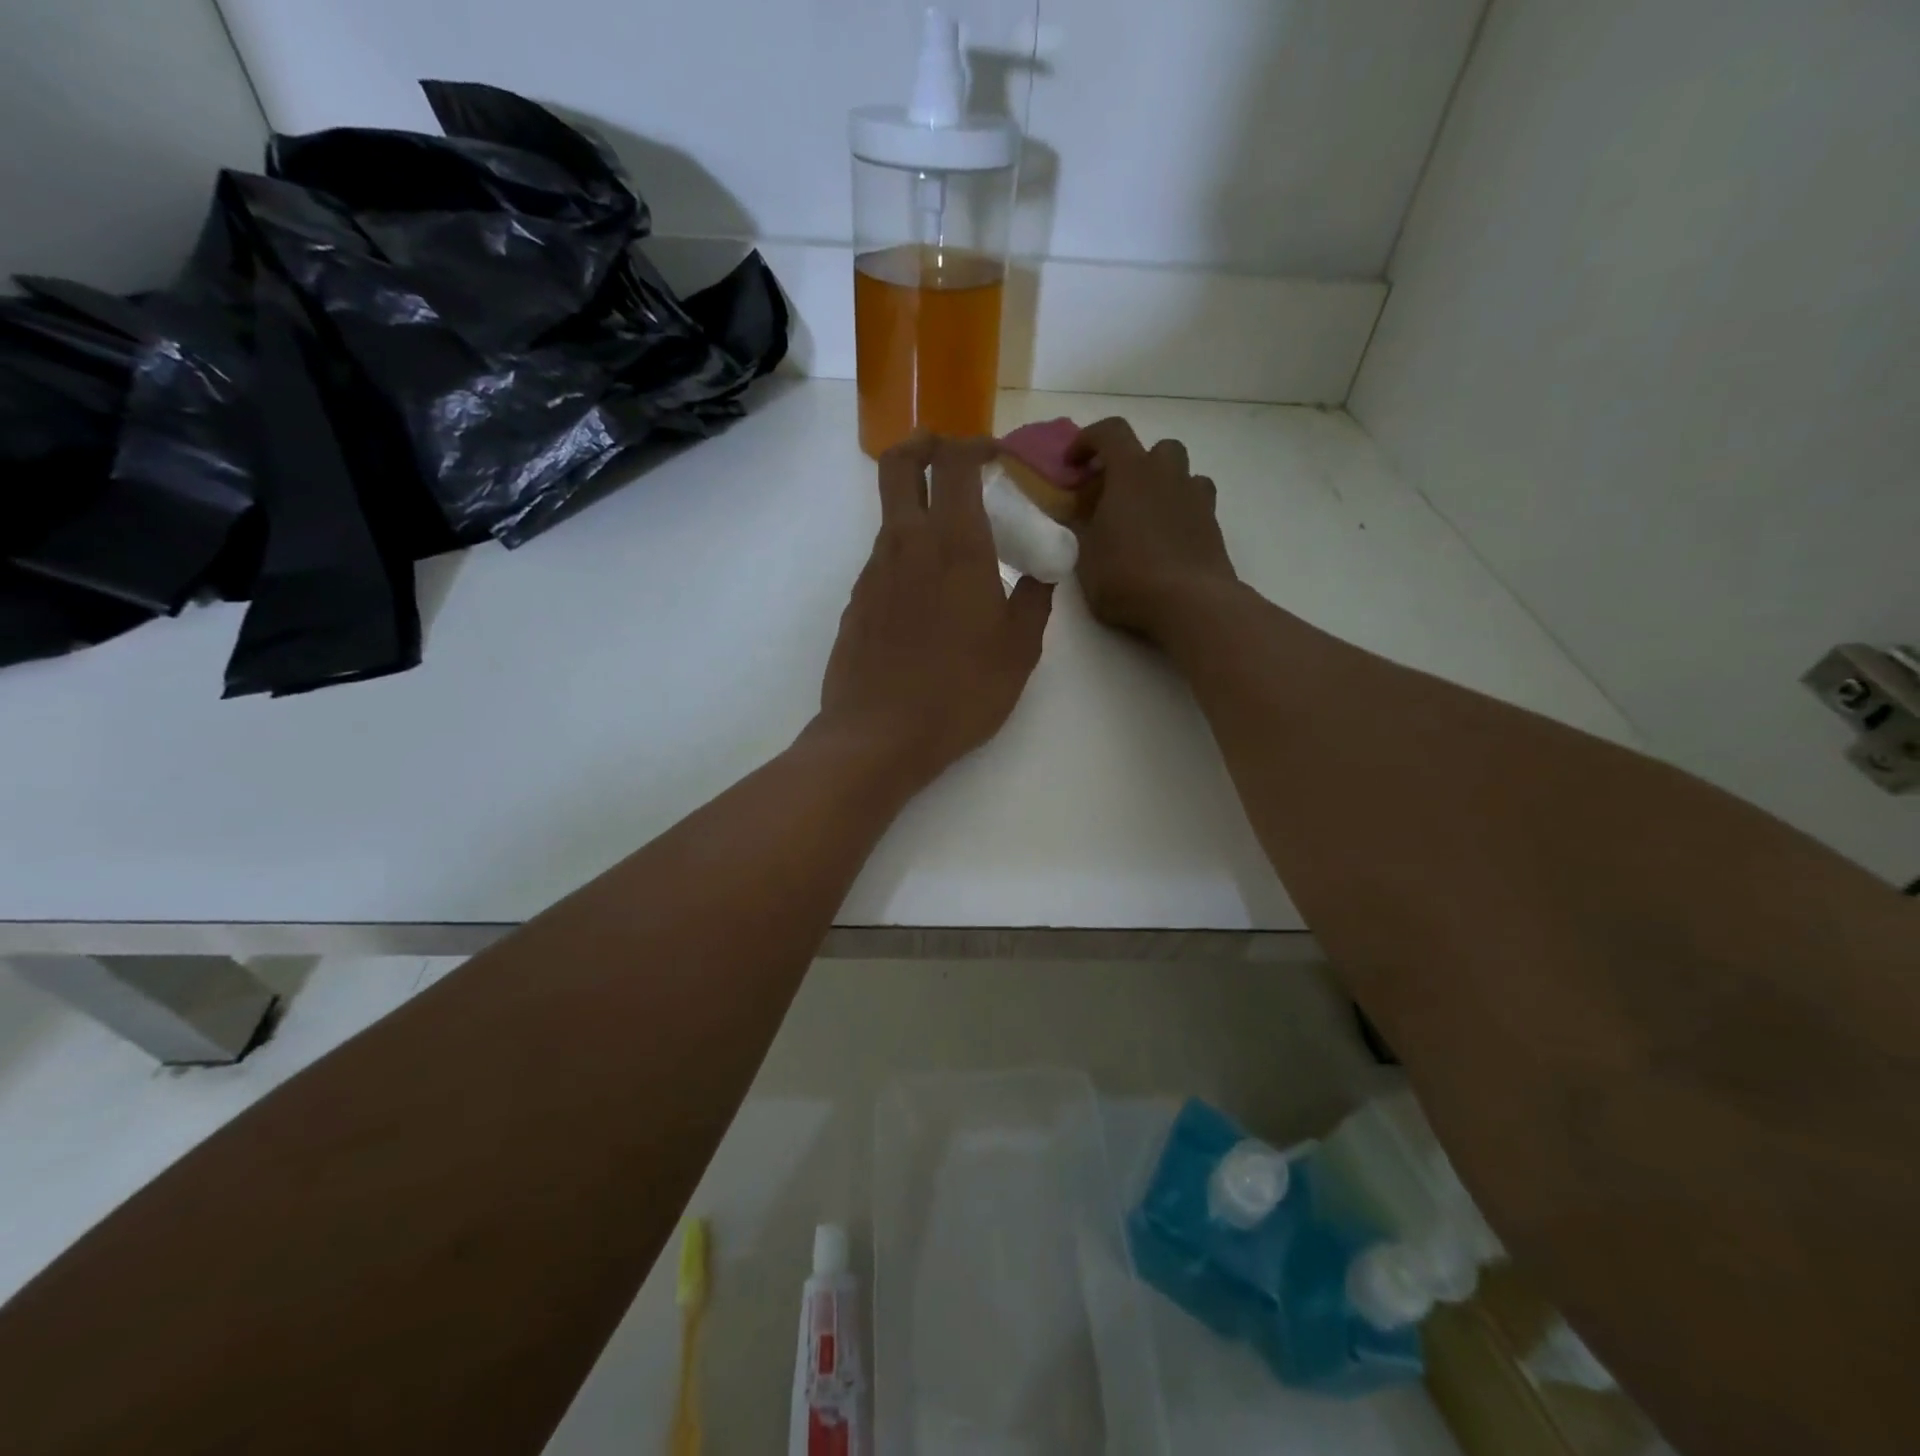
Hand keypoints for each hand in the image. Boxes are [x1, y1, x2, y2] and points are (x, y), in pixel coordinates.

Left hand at [816, 434, 1052, 790]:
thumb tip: (1040, 575)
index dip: (975, 445)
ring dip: (919, 509)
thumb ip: (1034, 602)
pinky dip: (907, 556)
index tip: (996, 456)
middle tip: (950, 453)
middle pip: (899, 464)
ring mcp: (873, 572)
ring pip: (892, 516)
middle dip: (924, 444)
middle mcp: (906, 544)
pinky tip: (928, 598)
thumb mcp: (1018, 651)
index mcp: (955, 545)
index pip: (955, 463)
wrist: (879, 736)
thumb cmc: (960, 692)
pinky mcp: (856, 602)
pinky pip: (884, 561)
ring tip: (955, 547)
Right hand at [1068, 417, 1237, 642]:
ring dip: (1162, 484)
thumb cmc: (1127, 576)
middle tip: (1115, 492)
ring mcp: (1196, 498)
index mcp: (1131, 473)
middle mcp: (1167, 474)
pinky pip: (1196, 503)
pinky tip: (1167, 537)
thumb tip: (1080, 515)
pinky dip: (1180, 510)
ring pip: (1181, 473)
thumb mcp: (1086, 557)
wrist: (1190, 603)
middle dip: (1134, 463)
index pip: (1110, 432)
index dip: (1088, 440)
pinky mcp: (1213, 524)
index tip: (1073, 464)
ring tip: (1145, 514)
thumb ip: (1081, 528)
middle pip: (1155, 448)